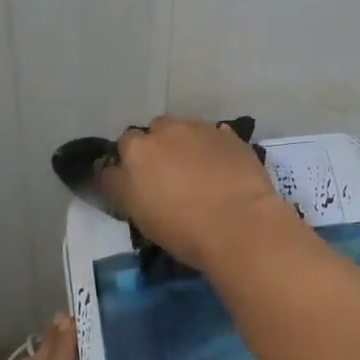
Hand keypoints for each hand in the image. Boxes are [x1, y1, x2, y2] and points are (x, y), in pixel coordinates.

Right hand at [100, 115, 295, 270]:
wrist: (240, 224)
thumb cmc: (184, 231)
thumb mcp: (140, 217)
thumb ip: (125, 188)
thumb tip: (120, 174)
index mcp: (137, 153)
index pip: (120, 151)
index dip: (128, 167)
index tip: (137, 184)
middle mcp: (164, 132)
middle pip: (152, 132)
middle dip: (156, 148)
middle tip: (168, 175)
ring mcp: (199, 129)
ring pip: (183, 129)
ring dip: (184, 144)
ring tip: (197, 170)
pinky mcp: (228, 135)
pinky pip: (213, 135)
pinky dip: (212, 147)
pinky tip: (221, 168)